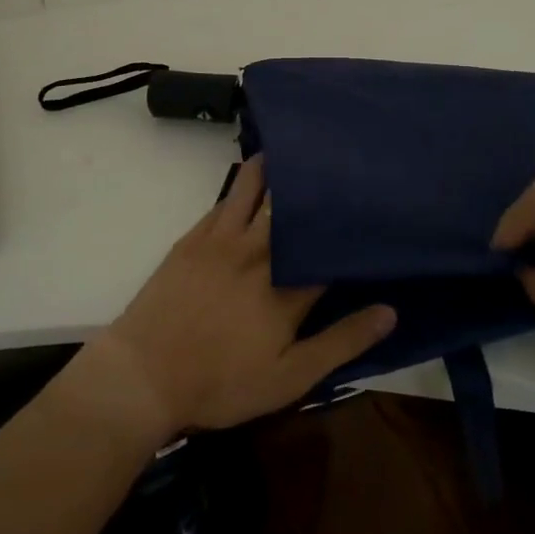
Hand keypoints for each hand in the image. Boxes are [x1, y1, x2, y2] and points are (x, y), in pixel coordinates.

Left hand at [99, 157, 395, 436]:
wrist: (144, 375)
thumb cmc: (221, 383)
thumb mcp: (289, 378)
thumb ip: (341, 342)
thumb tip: (390, 310)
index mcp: (287, 286)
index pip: (328, 247)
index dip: (349, 228)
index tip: (370, 208)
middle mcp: (258, 251)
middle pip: (292, 207)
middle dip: (314, 185)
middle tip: (337, 164)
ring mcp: (222, 240)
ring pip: (254, 189)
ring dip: (275, 168)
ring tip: (295, 150)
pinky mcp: (193, 239)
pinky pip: (224, 201)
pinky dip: (243, 185)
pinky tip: (253, 176)